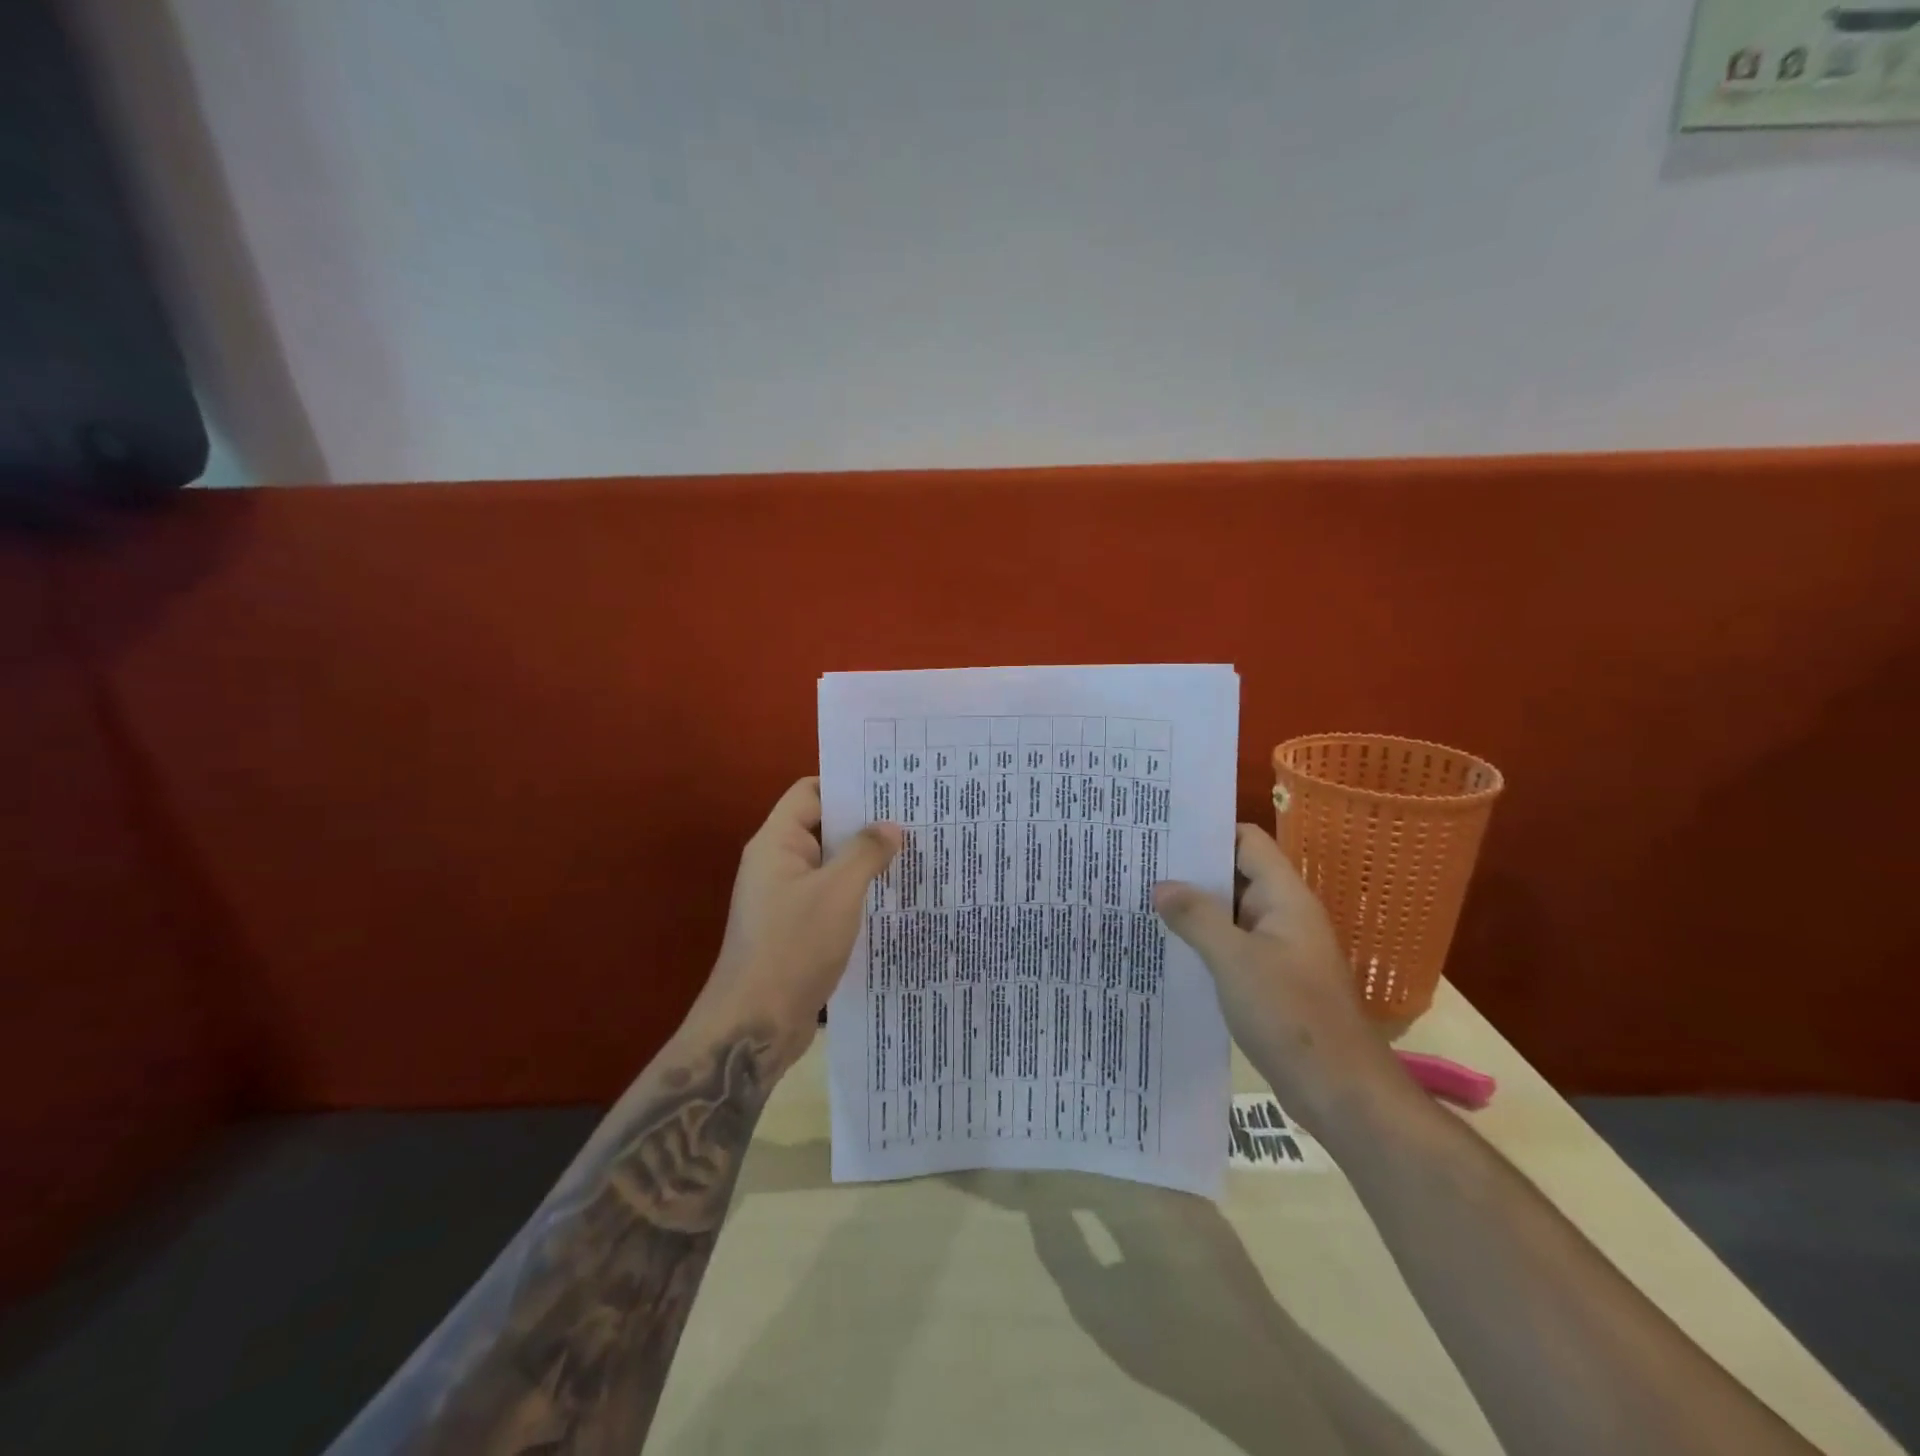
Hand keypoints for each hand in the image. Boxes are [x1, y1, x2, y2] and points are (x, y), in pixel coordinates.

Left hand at [696, 777, 901, 1061]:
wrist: (755, 1025)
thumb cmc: (793, 946)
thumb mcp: (838, 893)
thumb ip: (866, 852)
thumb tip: (891, 826)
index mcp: (776, 843)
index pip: (810, 792)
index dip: (847, 784)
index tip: (890, 786)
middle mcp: (777, 864)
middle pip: (822, 828)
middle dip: (865, 823)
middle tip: (914, 817)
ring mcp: (785, 898)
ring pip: (830, 866)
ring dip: (864, 861)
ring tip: (913, 853)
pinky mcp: (795, 929)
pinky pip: (830, 897)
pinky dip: (857, 893)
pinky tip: (893, 898)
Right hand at [1154, 824, 1408, 1125]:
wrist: (1340, 1092)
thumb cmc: (1290, 1015)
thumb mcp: (1235, 960)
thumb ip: (1196, 918)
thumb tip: (1162, 886)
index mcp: (1284, 898)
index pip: (1246, 841)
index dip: (1207, 831)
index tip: (1163, 832)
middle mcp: (1283, 915)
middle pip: (1234, 874)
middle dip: (1191, 871)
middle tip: (1139, 866)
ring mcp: (1278, 949)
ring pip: (1229, 914)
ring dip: (1193, 909)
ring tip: (1142, 902)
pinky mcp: (1271, 980)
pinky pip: (1231, 947)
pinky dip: (1203, 942)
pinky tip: (1168, 948)